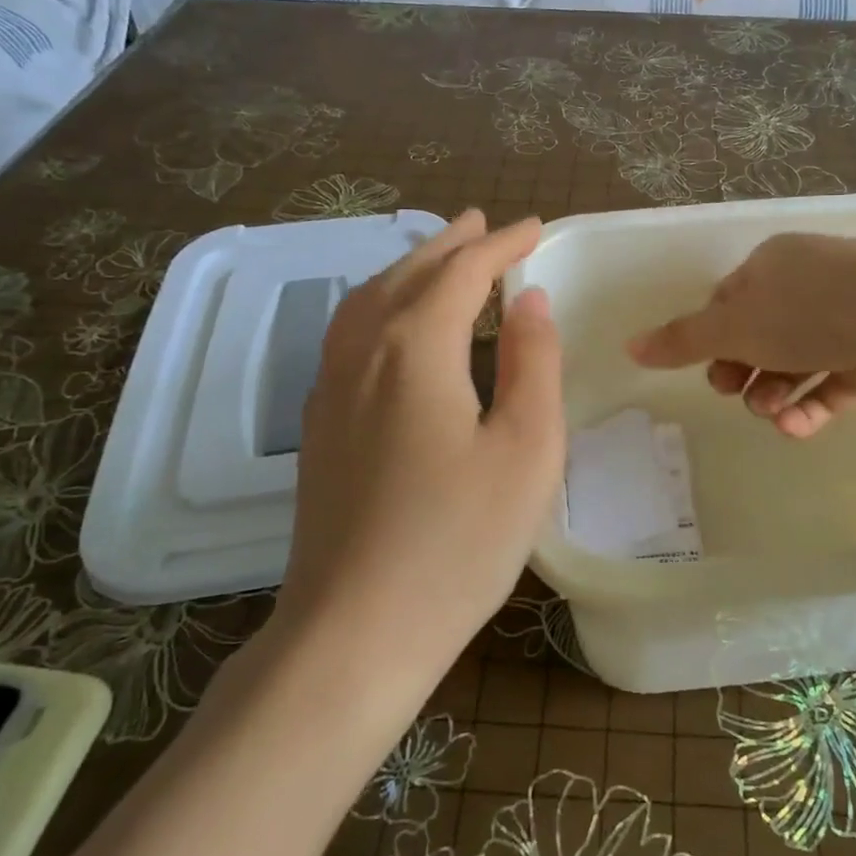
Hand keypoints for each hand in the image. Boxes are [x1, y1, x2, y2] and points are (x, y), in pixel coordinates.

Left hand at [281, 212, 563, 661]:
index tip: (536, 228)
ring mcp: (329, 389)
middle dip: (451, 244)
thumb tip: (529, 299)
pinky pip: (349, 334)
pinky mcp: (319, 425)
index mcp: (415, 348)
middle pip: (408, 275)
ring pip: (368, 300)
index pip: (463, 272)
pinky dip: (381, 304)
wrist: (354, 632)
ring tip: (441, 258)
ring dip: (410, 269)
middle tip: (485, 224)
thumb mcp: (526, 448)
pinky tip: (393, 324)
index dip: (502, 244)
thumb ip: (532, 362)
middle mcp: (362, 352)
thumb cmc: (459, 541)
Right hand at [627, 233, 855, 437]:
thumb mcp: (734, 324)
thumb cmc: (810, 309)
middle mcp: (809, 289)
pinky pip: (830, 386)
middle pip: (760, 335)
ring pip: (793, 364)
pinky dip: (810, 407)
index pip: (730, 301)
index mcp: (773, 266)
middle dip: (741, 370)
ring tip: (771, 411)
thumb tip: (628, 346)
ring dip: (772, 392)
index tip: (706, 365)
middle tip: (732, 390)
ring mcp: (845, 323)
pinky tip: (797, 426)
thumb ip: (682, 340)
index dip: (712, 335)